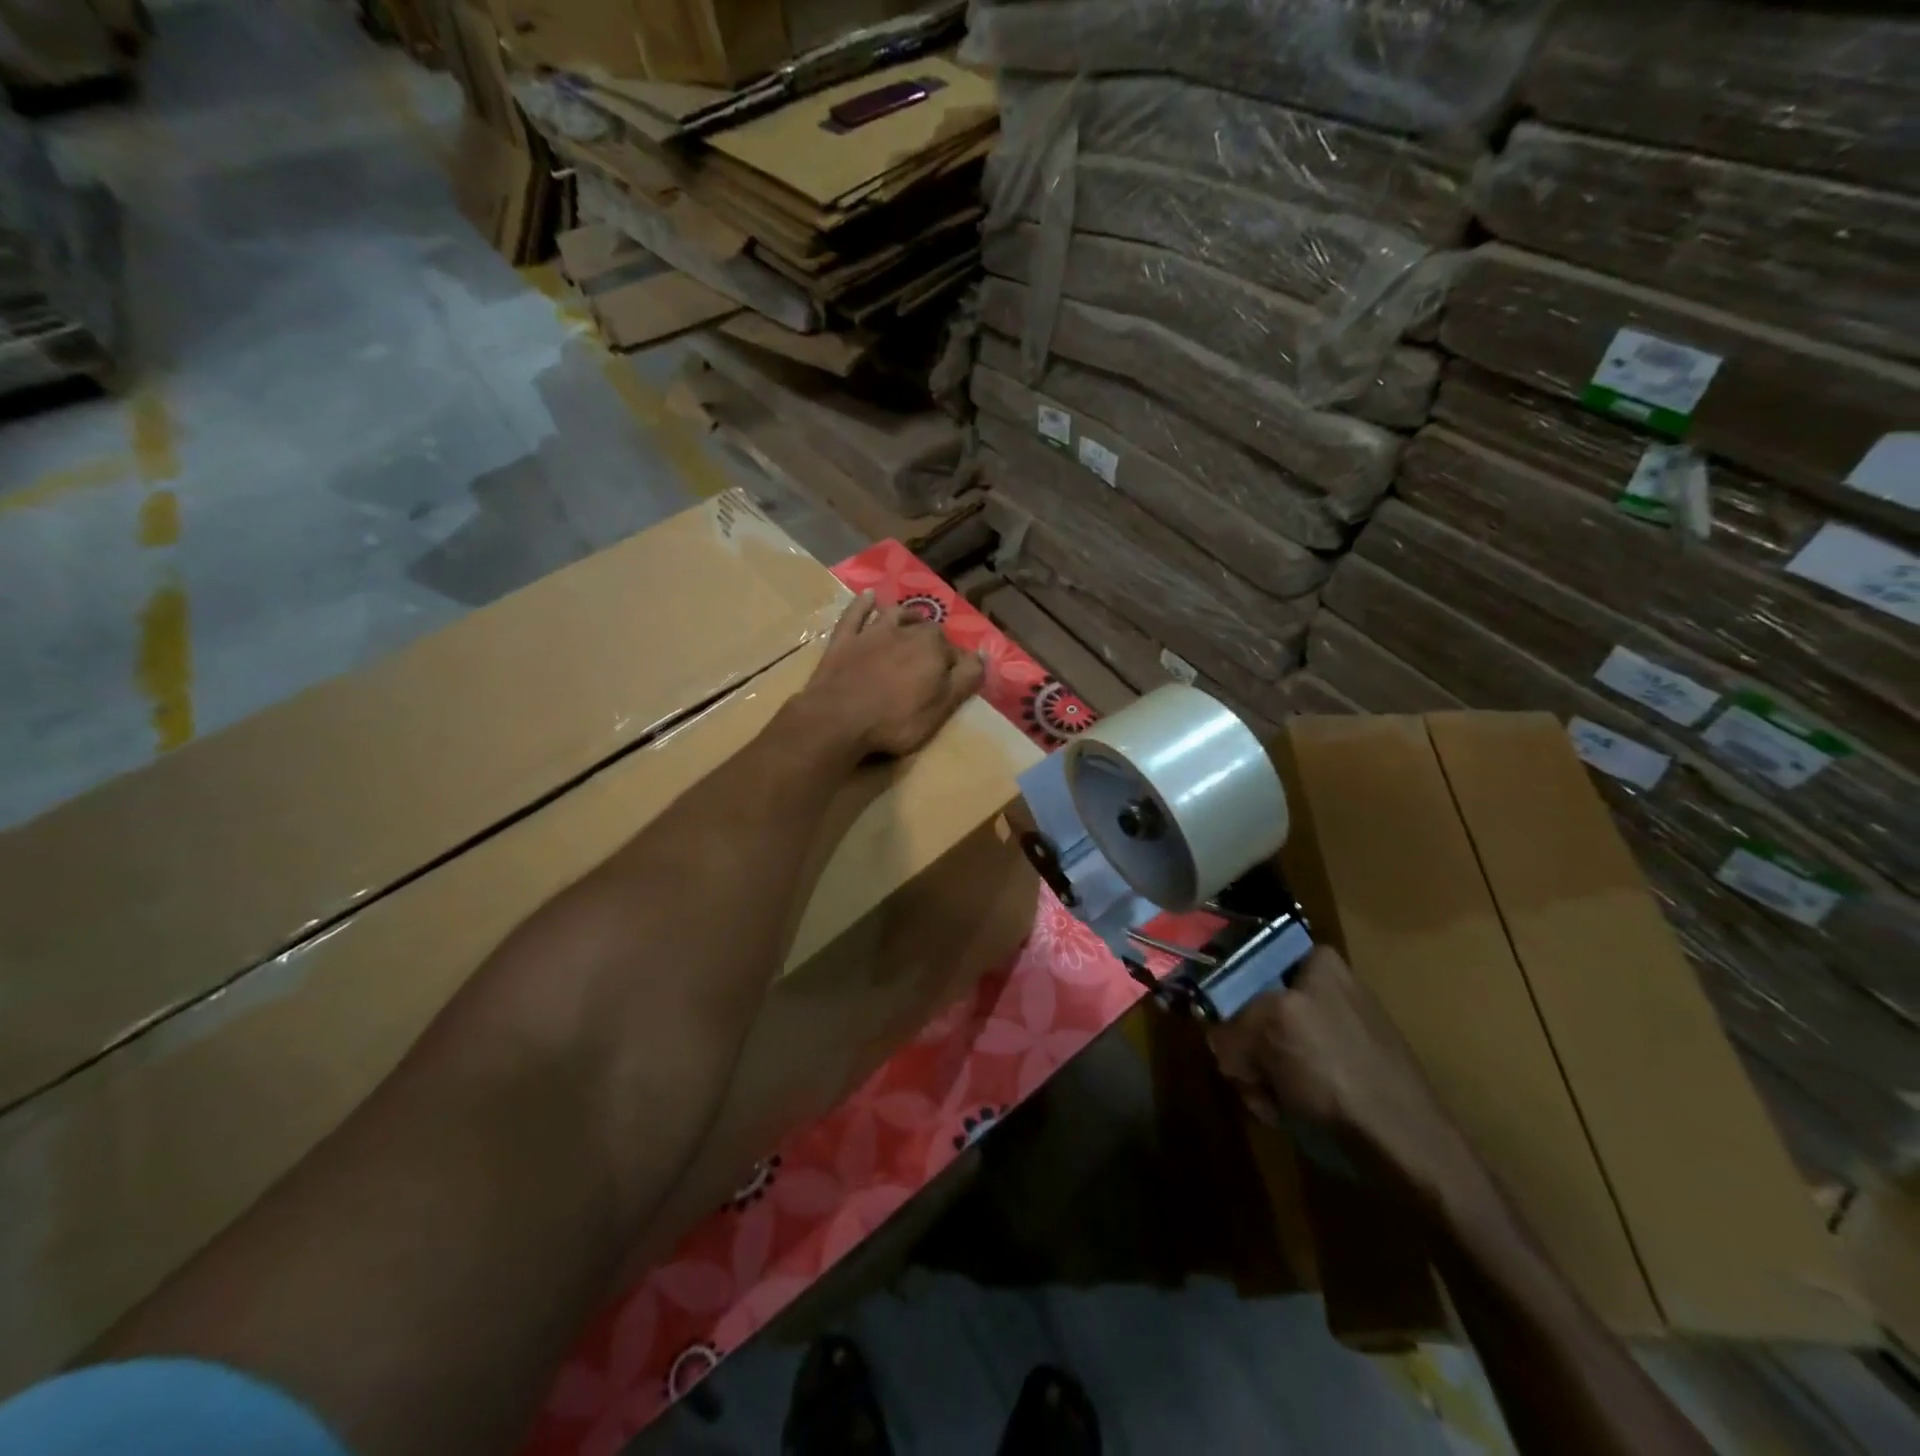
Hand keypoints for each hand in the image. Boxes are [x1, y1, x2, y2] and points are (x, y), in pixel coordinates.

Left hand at [793, 591, 984, 760]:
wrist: (838, 719)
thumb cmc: (895, 720)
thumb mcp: (941, 708)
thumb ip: (966, 680)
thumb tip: (984, 656)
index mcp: (933, 647)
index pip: (956, 652)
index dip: (957, 667)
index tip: (955, 682)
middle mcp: (906, 631)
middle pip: (928, 629)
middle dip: (934, 640)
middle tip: (934, 659)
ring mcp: (871, 632)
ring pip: (895, 614)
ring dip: (907, 615)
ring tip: (914, 621)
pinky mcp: (844, 639)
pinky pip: (856, 613)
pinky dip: (863, 604)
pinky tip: (869, 596)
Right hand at [1207, 946, 1478, 1199]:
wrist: (1406, 1149)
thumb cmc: (1336, 1071)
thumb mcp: (1269, 1026)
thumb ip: (1229, 1021)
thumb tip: (1220, 1041)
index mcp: (1315, 961)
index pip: (1245, 960)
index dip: (1224, 993)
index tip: (1219, 1025)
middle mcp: (1325, 988)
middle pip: (1250, 1005)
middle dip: (1243, 1045)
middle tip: (1247, 1073)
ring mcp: (1335, 1031)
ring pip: (1265, 1043)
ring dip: (1257, 1075)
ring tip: (1270, 1102)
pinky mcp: (1341, 1071)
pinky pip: (1289, 1071)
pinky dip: (1280, 1093)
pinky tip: (1287, 1113)